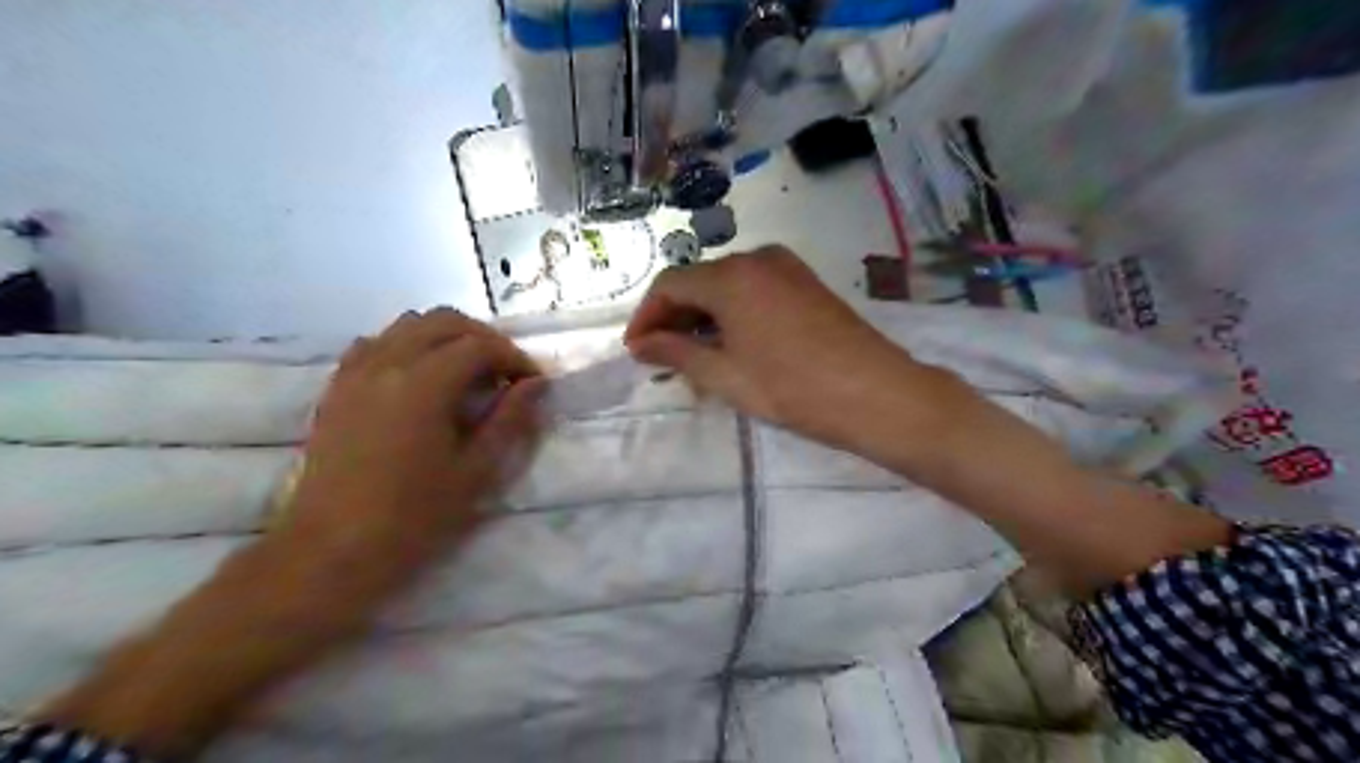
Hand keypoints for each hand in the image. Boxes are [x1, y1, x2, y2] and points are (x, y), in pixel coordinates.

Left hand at [292, 307, 546, 562]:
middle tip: (505, 373)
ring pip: (408, 325)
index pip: (480, 345)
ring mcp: (355, 372)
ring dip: (446, 337)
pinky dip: (408, 346)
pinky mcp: (337, 388)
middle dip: (483, 338)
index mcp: (423, 384)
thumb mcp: (476, 471)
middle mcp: (386, 363)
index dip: (514, 357)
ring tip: (467, 373)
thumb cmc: (413, 517)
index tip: (532, 383)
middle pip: (444, 321)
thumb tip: (536, 384)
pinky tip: (421, 379)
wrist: (331, 551)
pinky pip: (376, 344)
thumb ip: (509, 419)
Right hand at [620, 246, 958, 456]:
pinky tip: (731, 343)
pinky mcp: (805, 281)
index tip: (636, 351)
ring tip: (694, 357)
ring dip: (703, 316)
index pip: (669, 284)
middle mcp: (756, 258)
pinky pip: (753, 289)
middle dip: (674, 317)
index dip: (646, 316)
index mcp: (731, 277)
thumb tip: (640, 344)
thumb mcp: (725, 376)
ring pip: (726, 285)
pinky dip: (732, 312)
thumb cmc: (793, 388)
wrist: (875, 393)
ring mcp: (786, 267)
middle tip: (662, 357)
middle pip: (698, 280)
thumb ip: (676, 353)